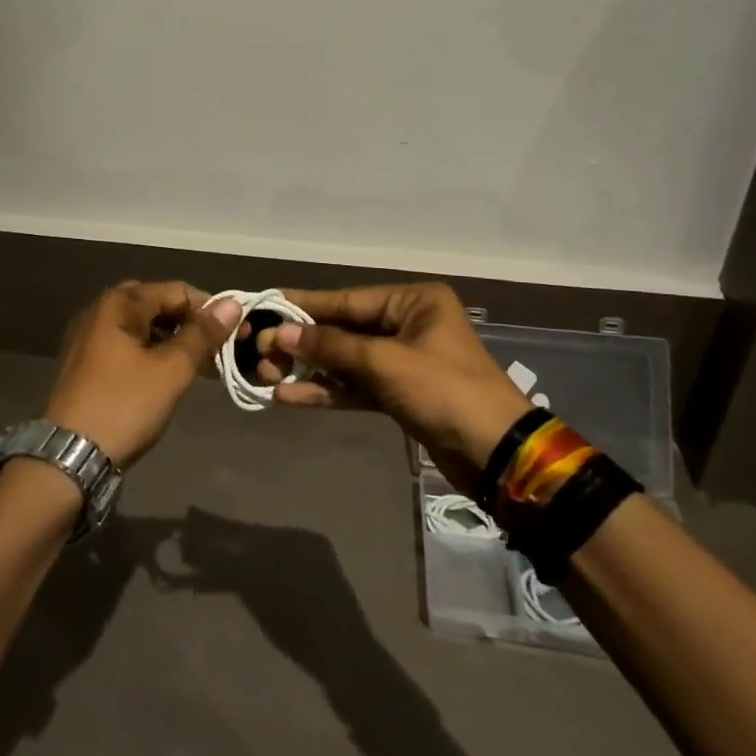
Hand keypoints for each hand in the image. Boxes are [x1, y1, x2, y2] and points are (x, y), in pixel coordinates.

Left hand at [44, 282, 242, 468]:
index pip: (177, 291)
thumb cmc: (124, 405)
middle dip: (189, 324)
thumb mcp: (171, 369)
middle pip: (158, 305)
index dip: (209, 310)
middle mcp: (100, 310)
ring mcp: (89, 337)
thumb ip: (202, 334)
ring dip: (172, 341)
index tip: (234, 336)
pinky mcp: (86, 363)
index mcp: (119, 303)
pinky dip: (151, 354)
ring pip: (142, 327)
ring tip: (197, 366)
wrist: (69, 456)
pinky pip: (127, 346)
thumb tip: (233, 304)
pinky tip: (168, 376)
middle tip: (215, 351)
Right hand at [257, 283, 534, 490]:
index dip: (304, 306)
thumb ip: (330, 346)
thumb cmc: (444, 391)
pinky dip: (327, 392)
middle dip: (302, 344)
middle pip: (343, 330)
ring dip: (309, 370)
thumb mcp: (385, 362)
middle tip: (259, 352)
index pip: (347, 300)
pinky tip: (290, 398)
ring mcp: (403, 361)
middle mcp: (407, 324)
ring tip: (266, 376)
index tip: (265, 306)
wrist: (496, 455)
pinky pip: (355, 386)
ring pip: (345, 361)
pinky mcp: (399, 394)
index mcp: (414, 302)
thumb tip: (279, 333)